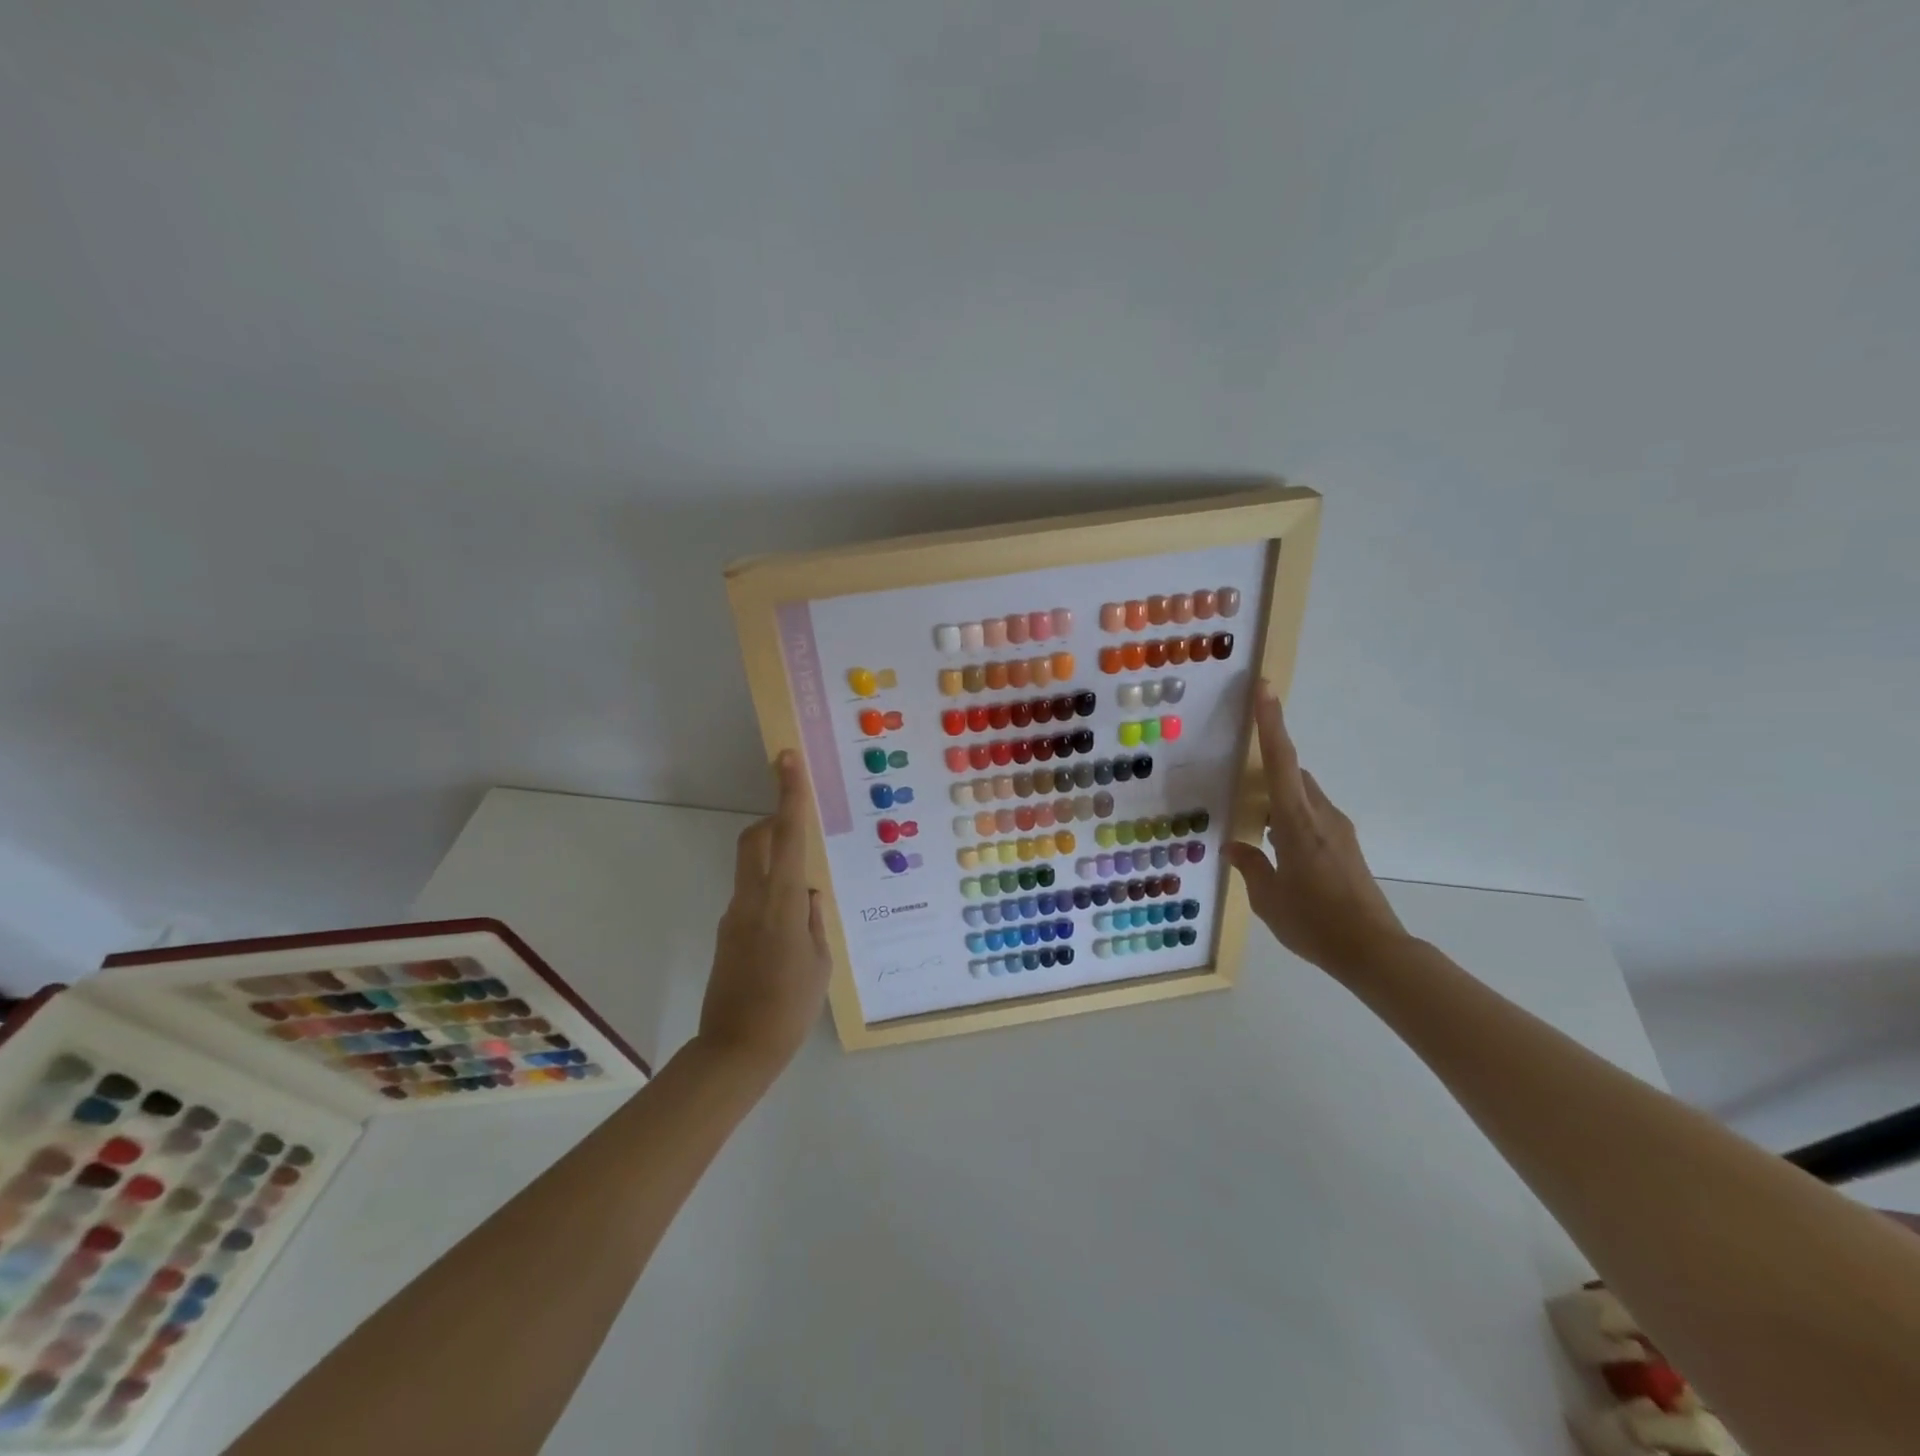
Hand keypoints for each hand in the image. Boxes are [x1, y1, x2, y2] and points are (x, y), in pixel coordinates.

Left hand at [698, 750, 832, 1075]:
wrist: (735, 1050)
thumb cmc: (789, 1008)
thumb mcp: (819, 963)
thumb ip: (813, 920)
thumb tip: (809, 894)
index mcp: (780, 904)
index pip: (785, 837)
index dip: (788, 795)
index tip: (786, 759)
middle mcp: (751, 900)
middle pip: (755, 840)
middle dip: (774, 822)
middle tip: (799, 830)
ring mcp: (733, 916)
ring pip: (751, 867)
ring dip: (775, 863)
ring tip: (805, 903)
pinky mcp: (726, 932)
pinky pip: (751, 896)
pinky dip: (770, 894)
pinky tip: (789, 932)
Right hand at [1223, 681, 1411, 979]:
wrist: (1373, 950)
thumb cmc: (1314, 922)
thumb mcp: (1268, 898)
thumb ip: (1250, 865)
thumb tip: (1234, 846)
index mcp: (1297, 822)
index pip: (1282, 762)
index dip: (1272, 723)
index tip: (1265, 689)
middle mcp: (1321, 816)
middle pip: (1293, 775)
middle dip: (1269, 766)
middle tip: (1239, 776)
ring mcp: (1337, 831)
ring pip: (1302, 797)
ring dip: (1278, 799)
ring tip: (1253, 823)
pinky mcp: (1345, 847)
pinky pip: (1311, 816)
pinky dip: (1289, 818)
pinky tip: (1275, 847)